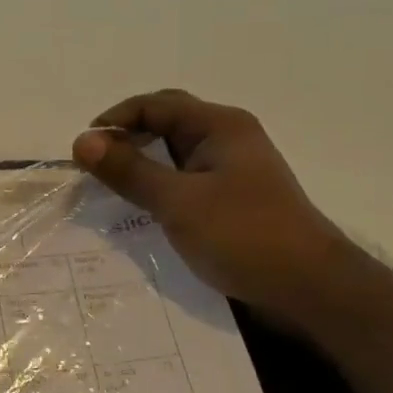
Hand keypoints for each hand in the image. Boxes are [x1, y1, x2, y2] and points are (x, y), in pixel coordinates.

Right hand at [72, 91, 342, 322]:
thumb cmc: (243, 235)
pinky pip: (186, 178)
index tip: (83, 149)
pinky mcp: (233, 197)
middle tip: (97, 163)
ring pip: (175, 152)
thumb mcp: (177, 201)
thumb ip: (129, 170)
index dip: (115, 120)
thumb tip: (81, 141)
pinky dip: (159, 184)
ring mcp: (233, 168)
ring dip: (142, 162)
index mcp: (219, 125)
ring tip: (112, 185)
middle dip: (128, 136)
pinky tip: (143, 207)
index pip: (154, 105)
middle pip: (166, 121)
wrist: (310, 288)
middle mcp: (228, 137)